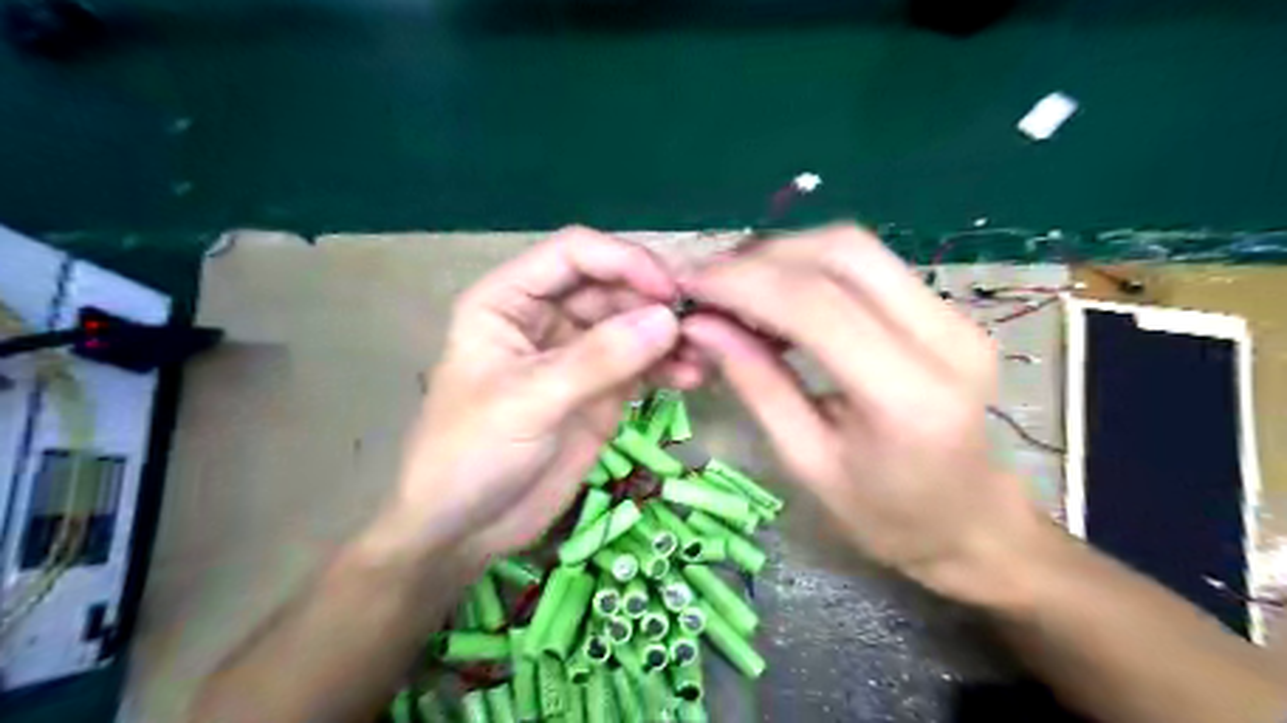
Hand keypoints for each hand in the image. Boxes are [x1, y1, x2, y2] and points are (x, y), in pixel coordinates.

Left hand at [381, 230, 701, 568]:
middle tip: (700, 325)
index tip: (668, 291)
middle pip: (612, 285)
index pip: (573, 253)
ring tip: (704, 355)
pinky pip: (643, 365)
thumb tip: (667, 320)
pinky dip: (669, 366)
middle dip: (654, 301)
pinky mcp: (602, 390)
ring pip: (633, 324)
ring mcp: (578, 354)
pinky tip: (693, 377)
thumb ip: (596, 360)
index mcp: (510, 300)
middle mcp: (547, 316)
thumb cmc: (471, 455)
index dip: (623, 260)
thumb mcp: (528, 402)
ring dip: (669, 334)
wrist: (466, 530)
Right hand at [678, 223, 1037, 601]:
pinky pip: (869, 266)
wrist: (974, 523)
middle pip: (843, 252)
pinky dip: (810, 268)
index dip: (742, 282)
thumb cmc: (887, 516)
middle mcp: (945, 338)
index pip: (816, 304)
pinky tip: (776, 296)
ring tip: (734, 288)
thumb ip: (756, 384)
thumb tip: (700, 324)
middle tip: (708, 283)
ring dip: (784, 255)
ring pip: (856, 248)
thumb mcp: (806, 462)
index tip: (688, 283)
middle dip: (762, 256)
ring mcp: (956, 315)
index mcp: (907, 397)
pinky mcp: (948, 309)